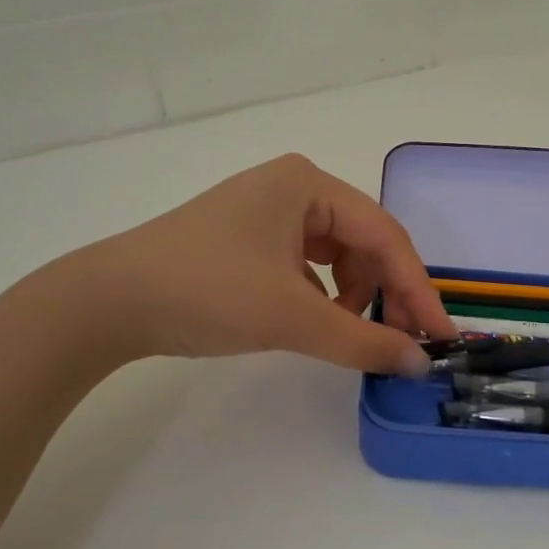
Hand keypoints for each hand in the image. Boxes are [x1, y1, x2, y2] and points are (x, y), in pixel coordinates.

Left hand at [76, 154, 454, 375]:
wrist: (108, 301)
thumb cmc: (207, 291)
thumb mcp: (291, 316)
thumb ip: (362, 341)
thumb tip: (417, 364)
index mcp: (308, 184)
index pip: (384, 237)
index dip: (417, 289)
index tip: (440, 336)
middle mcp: (292, 187)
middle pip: (362, 242)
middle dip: (385, 293)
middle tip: (400, 343)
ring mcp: (266, 212)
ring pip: (336, 255)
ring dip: (353, 296)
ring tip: (348, 334)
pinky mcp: (247, 239)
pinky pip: (305, 264)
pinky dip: (321, 294)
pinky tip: (316, 320)